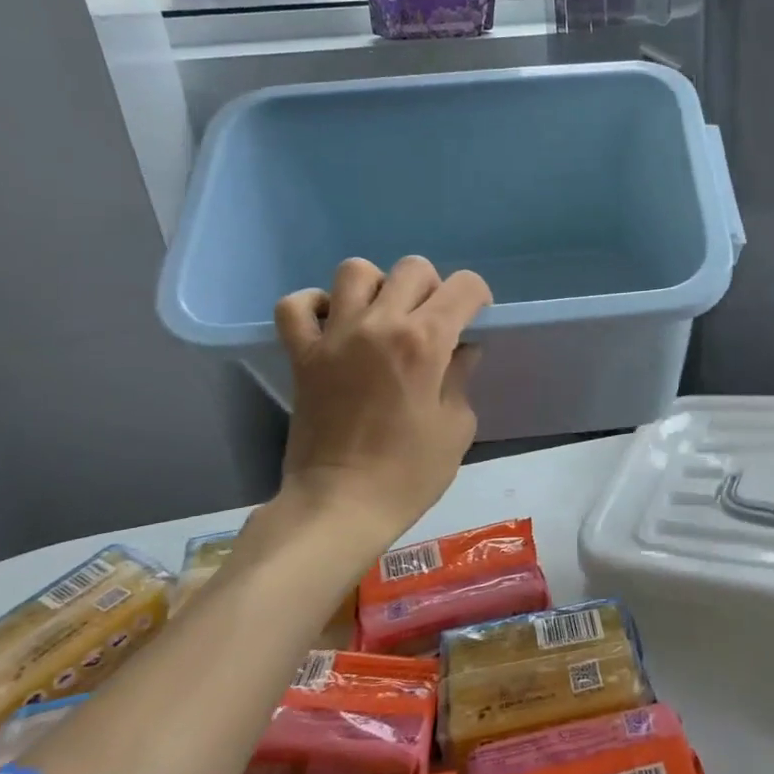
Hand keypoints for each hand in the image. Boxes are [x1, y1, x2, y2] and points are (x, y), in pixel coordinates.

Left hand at [273, 256, 491, 542]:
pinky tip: (332, 325)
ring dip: (377, 287)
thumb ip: (461, 379)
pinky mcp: (302, 355)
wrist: (340, 506)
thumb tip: (460, 352)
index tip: (475, 317)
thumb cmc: (409, 473)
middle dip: (432, 288)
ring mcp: (335, 337)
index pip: (463, 286)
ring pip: (355, 271)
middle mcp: (380, 325)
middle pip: (412, 268)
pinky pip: (296, 306)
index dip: (477, 295)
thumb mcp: (456, 427)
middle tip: (431, 322)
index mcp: (425, 342)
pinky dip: (314, 306)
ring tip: (381, 318)